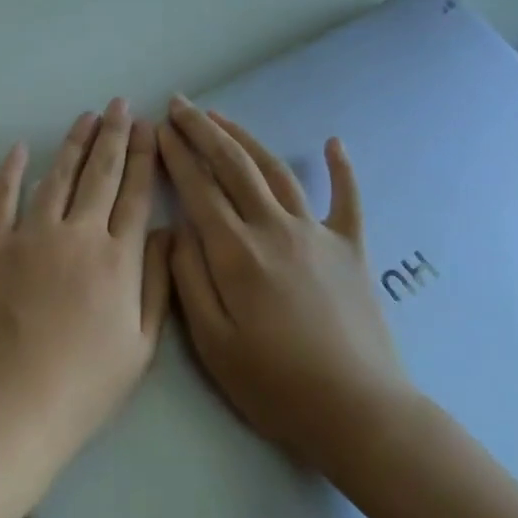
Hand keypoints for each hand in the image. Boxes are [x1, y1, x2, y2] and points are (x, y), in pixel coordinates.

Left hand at [0, 99, 170, 476]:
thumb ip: (156, 283)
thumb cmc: (84, 385)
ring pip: (57, 176)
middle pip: (100, 173)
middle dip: (114, 135)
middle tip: (120, 105)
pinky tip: (19, 147)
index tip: (149, 128)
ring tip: (86, 116)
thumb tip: (163, 231)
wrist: (11, 405)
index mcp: (117, 259)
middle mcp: (77, 234)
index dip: (144, 157)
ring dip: (73, 143)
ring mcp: (30, 235)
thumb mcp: (140, 345)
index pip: (135, 194)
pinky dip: (10, 170)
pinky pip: (2, 197)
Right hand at [153, 97, 415, 481]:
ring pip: (275, 170)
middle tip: (180, 104)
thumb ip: (189, 278)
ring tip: (221, 116)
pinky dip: (341, 168)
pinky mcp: (350, 248)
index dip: (177, 154)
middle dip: (203, 130)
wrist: (359, 413)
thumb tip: (176, 228)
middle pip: (234, 165)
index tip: (158, 128)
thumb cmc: (275, 384)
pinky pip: (347, 199)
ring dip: (246, 138)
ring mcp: (317, 234)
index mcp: (236, 251)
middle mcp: (275, 228)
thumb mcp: (212, 342)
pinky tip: (334, 142)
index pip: (199, 187)